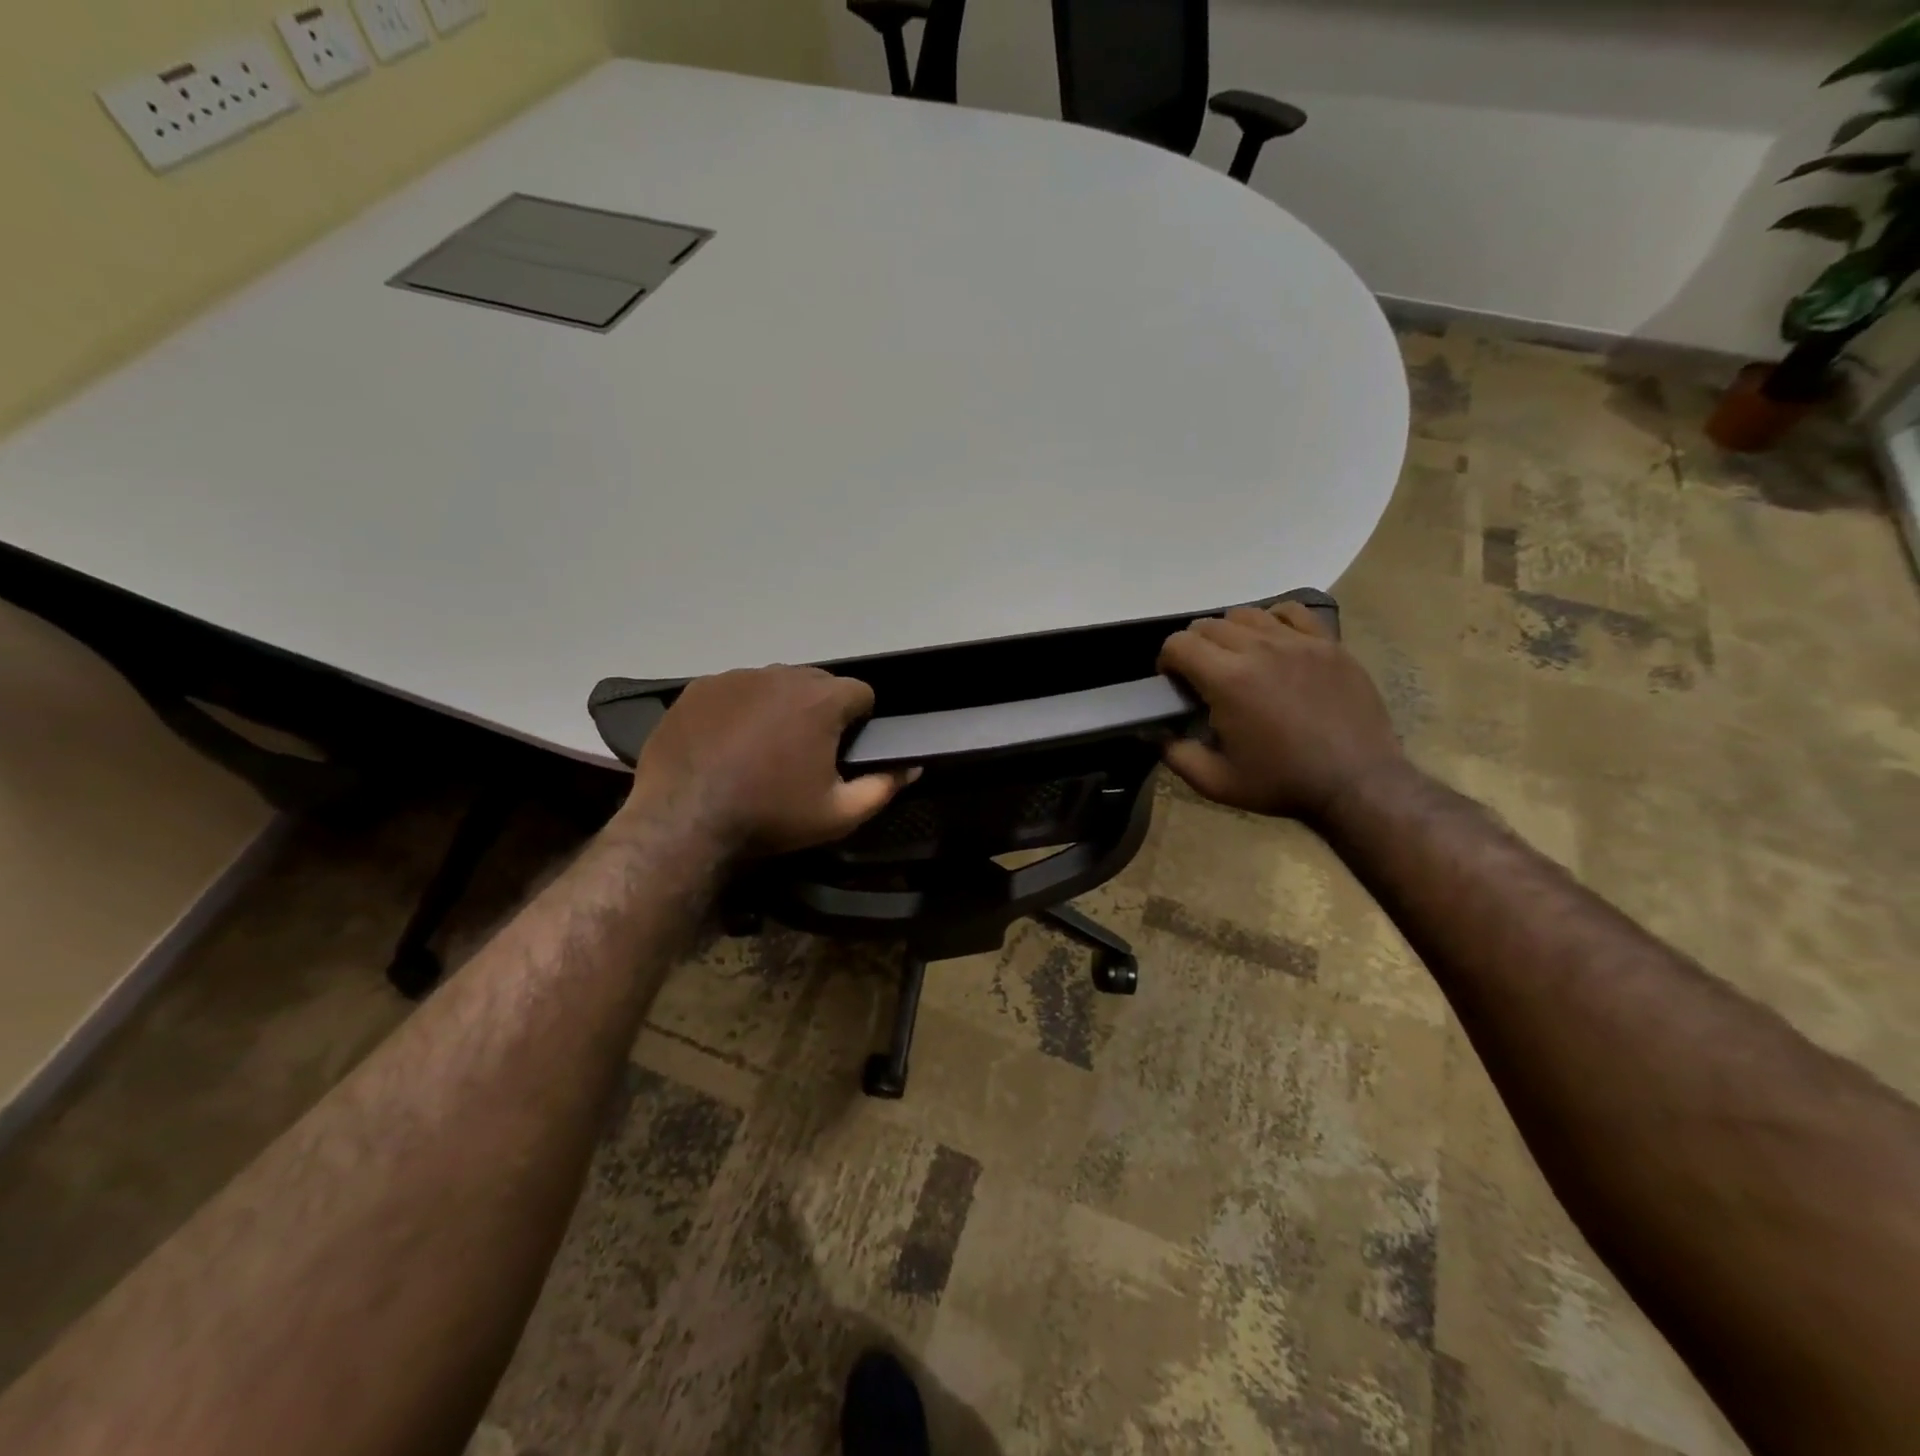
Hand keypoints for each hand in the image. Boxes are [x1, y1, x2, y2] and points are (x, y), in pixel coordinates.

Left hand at [621, 666, 912, 855]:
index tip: (843, 750)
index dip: (859, 721)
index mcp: (821, 701)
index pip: (860, 692)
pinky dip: (740, 709)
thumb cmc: (769, 817)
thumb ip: (884, 787)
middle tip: (804, 753)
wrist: (682, 822)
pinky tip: (727, 744)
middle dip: (820, 710)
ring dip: (779, 707)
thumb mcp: (838, 815)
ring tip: (762, 749)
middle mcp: (781, 675)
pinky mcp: (700, 687)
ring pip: (775, 684)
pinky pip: (735, 689)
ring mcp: (736, 677)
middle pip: (817, 683)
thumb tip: (911, 767)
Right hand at [1157, 601, 1402, 821]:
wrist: (1357, 783)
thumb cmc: (1282, 784)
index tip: (1174, 683)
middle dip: (1194, 647)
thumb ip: (1175, 754)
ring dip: (1230, 633)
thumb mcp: (1215, 782)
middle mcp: (1259, 649)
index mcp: (1227, 680)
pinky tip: (1273, 645)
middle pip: (1209, 625)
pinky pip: (1291, 612)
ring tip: (1238, 660)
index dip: (1167, 661)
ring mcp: (1298, 642)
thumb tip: (1154, 732)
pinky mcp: (1328, 643)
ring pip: (1246, 614)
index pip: (1179, 644)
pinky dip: (1272, 621)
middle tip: (1203, 677)